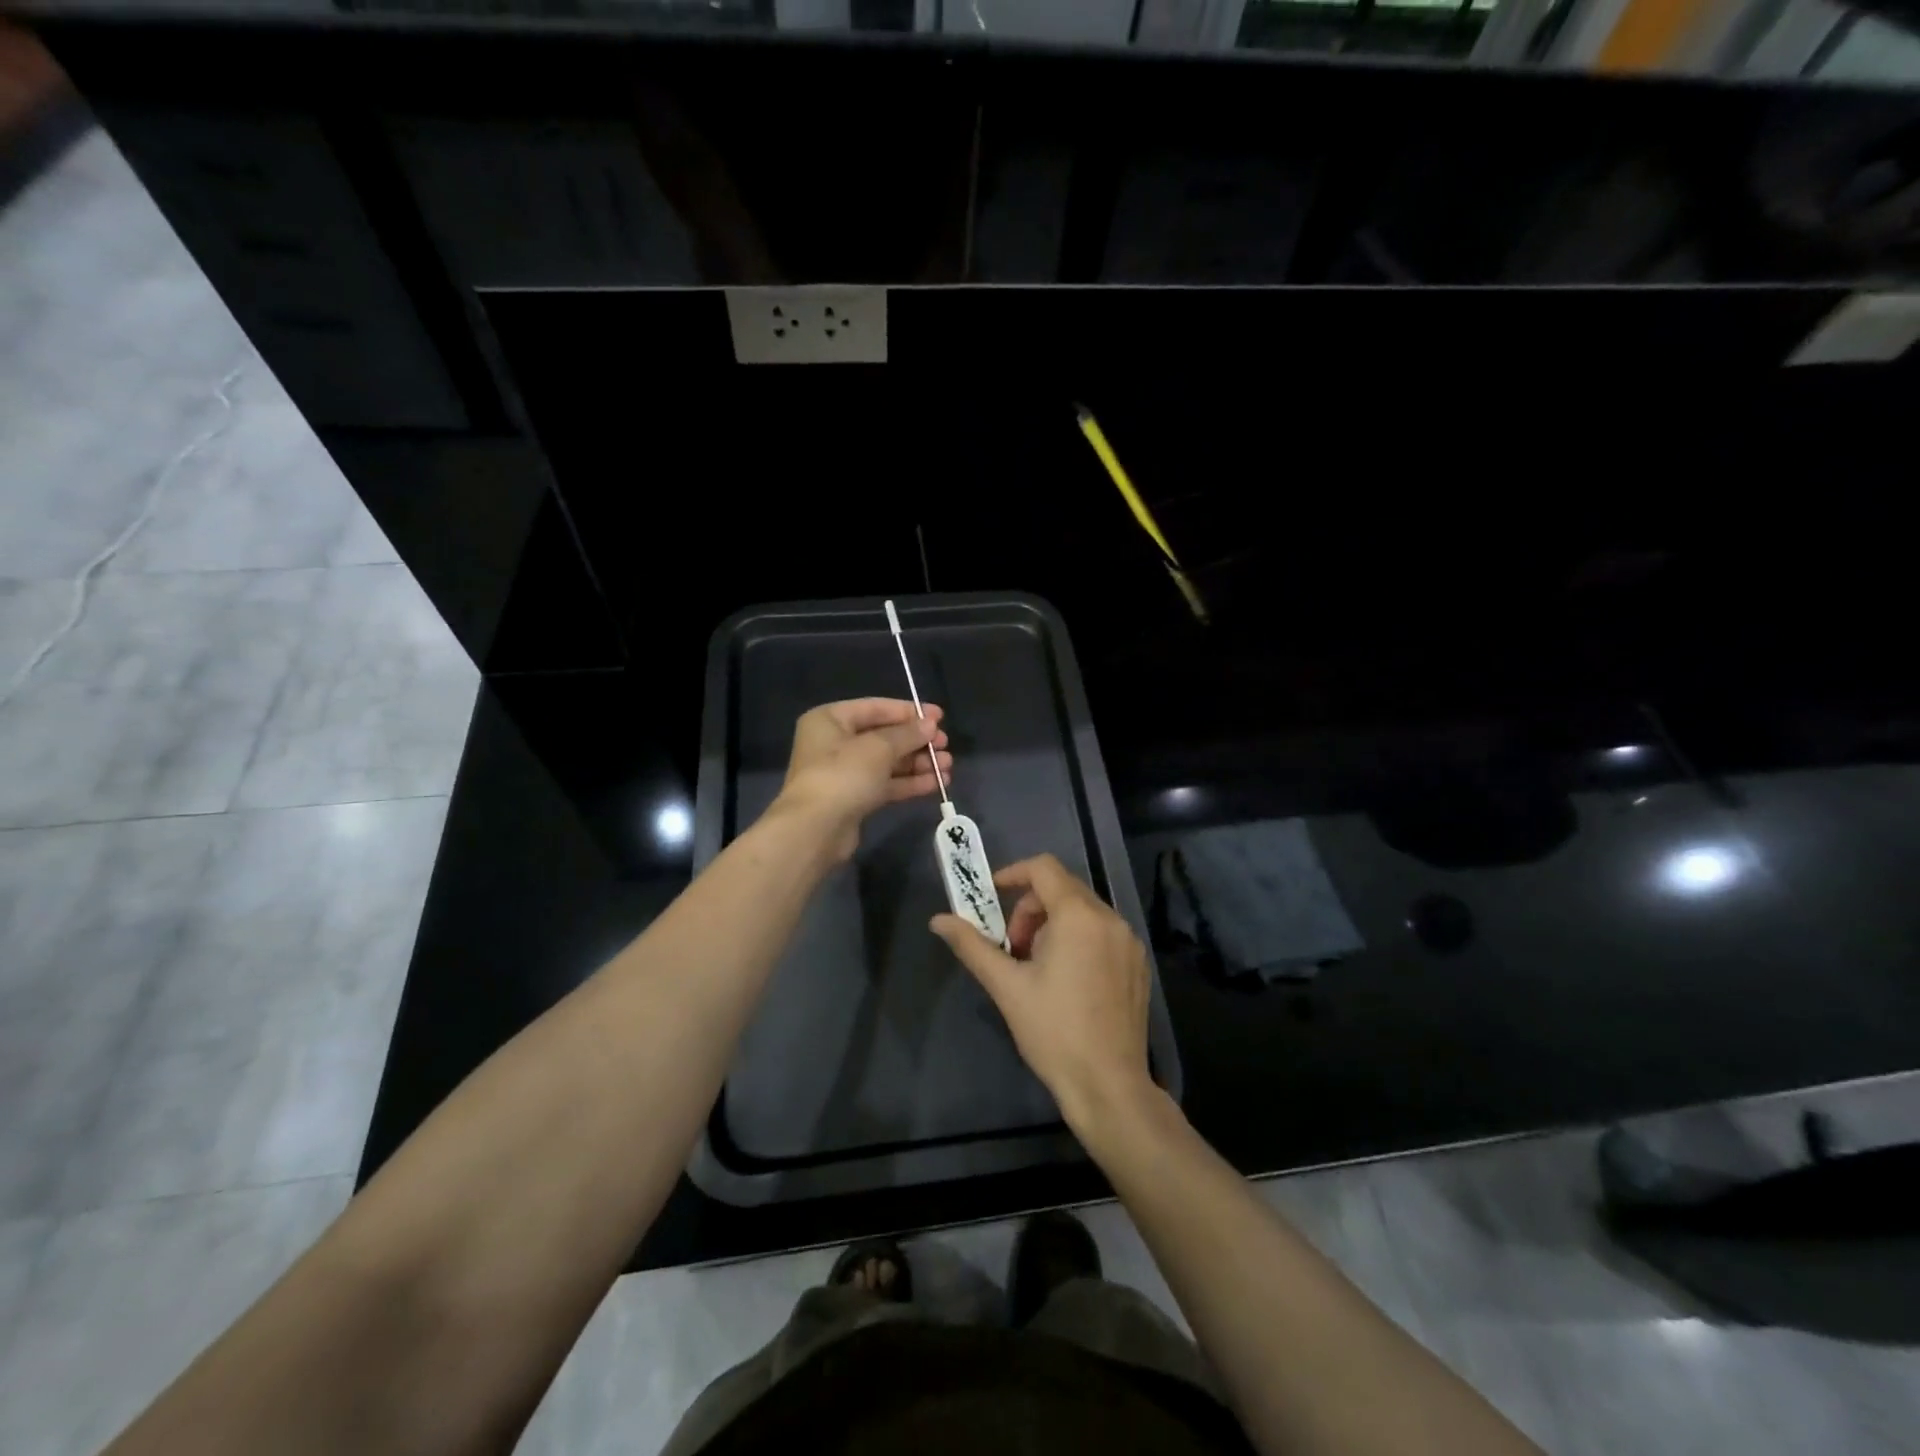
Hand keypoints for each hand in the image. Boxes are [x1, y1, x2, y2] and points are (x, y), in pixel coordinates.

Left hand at [775, 698, 952, 861]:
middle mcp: (834, 742)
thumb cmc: (843, 775)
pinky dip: (909, 782)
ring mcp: (843, 773)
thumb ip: (907, 734)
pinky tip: (936, 783)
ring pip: (887, 762)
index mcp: (830, 719)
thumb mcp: (879, 747)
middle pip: (883, 736)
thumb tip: (930, 725)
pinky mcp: (853, 799)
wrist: (815, 830)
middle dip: (917, 741)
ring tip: (947, 766)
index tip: (940, 717)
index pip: (876, 708)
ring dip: (917, 763)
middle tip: (945, 745)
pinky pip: (885, 784)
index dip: (909, 711)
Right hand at [930, 853, 1155, 1137]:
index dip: (1013, 874)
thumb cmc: (1053, 1032)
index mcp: (1078, 916)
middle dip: (1030, 908)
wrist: (1109, 1085)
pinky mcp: (1138, 964)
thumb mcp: (1006, 986)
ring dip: (1053, 923)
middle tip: (1013, 947)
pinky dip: (1078, 938)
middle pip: (1063, 888)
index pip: (1044, 868)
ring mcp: (1129, 941)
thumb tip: (938, 920)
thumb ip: (972, 945)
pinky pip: (1102, 931)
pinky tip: (1066, 979)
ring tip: (1036, 966)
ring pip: (1083, 910)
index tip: (991, 897)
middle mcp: (1110, 919)